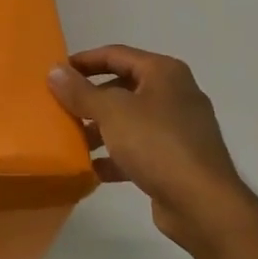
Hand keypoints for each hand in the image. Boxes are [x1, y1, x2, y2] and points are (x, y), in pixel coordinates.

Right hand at [47, 45, 257, 253]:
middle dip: (90, 98)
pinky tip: (93, 168)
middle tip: (61, 107)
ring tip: (73, 140)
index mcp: (164, 73)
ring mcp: (179, 128)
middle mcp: (175, 94)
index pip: (116, 54)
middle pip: (122, 87)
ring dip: (101, 128)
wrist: (203, 204)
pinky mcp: (177, 159)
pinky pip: (139, 148)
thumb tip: (54, 70)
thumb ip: (80, 91)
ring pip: (130, 120)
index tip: (56, 72)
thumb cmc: (157, 144)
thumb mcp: (111, 112)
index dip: (84, 60)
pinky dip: (116, 155)